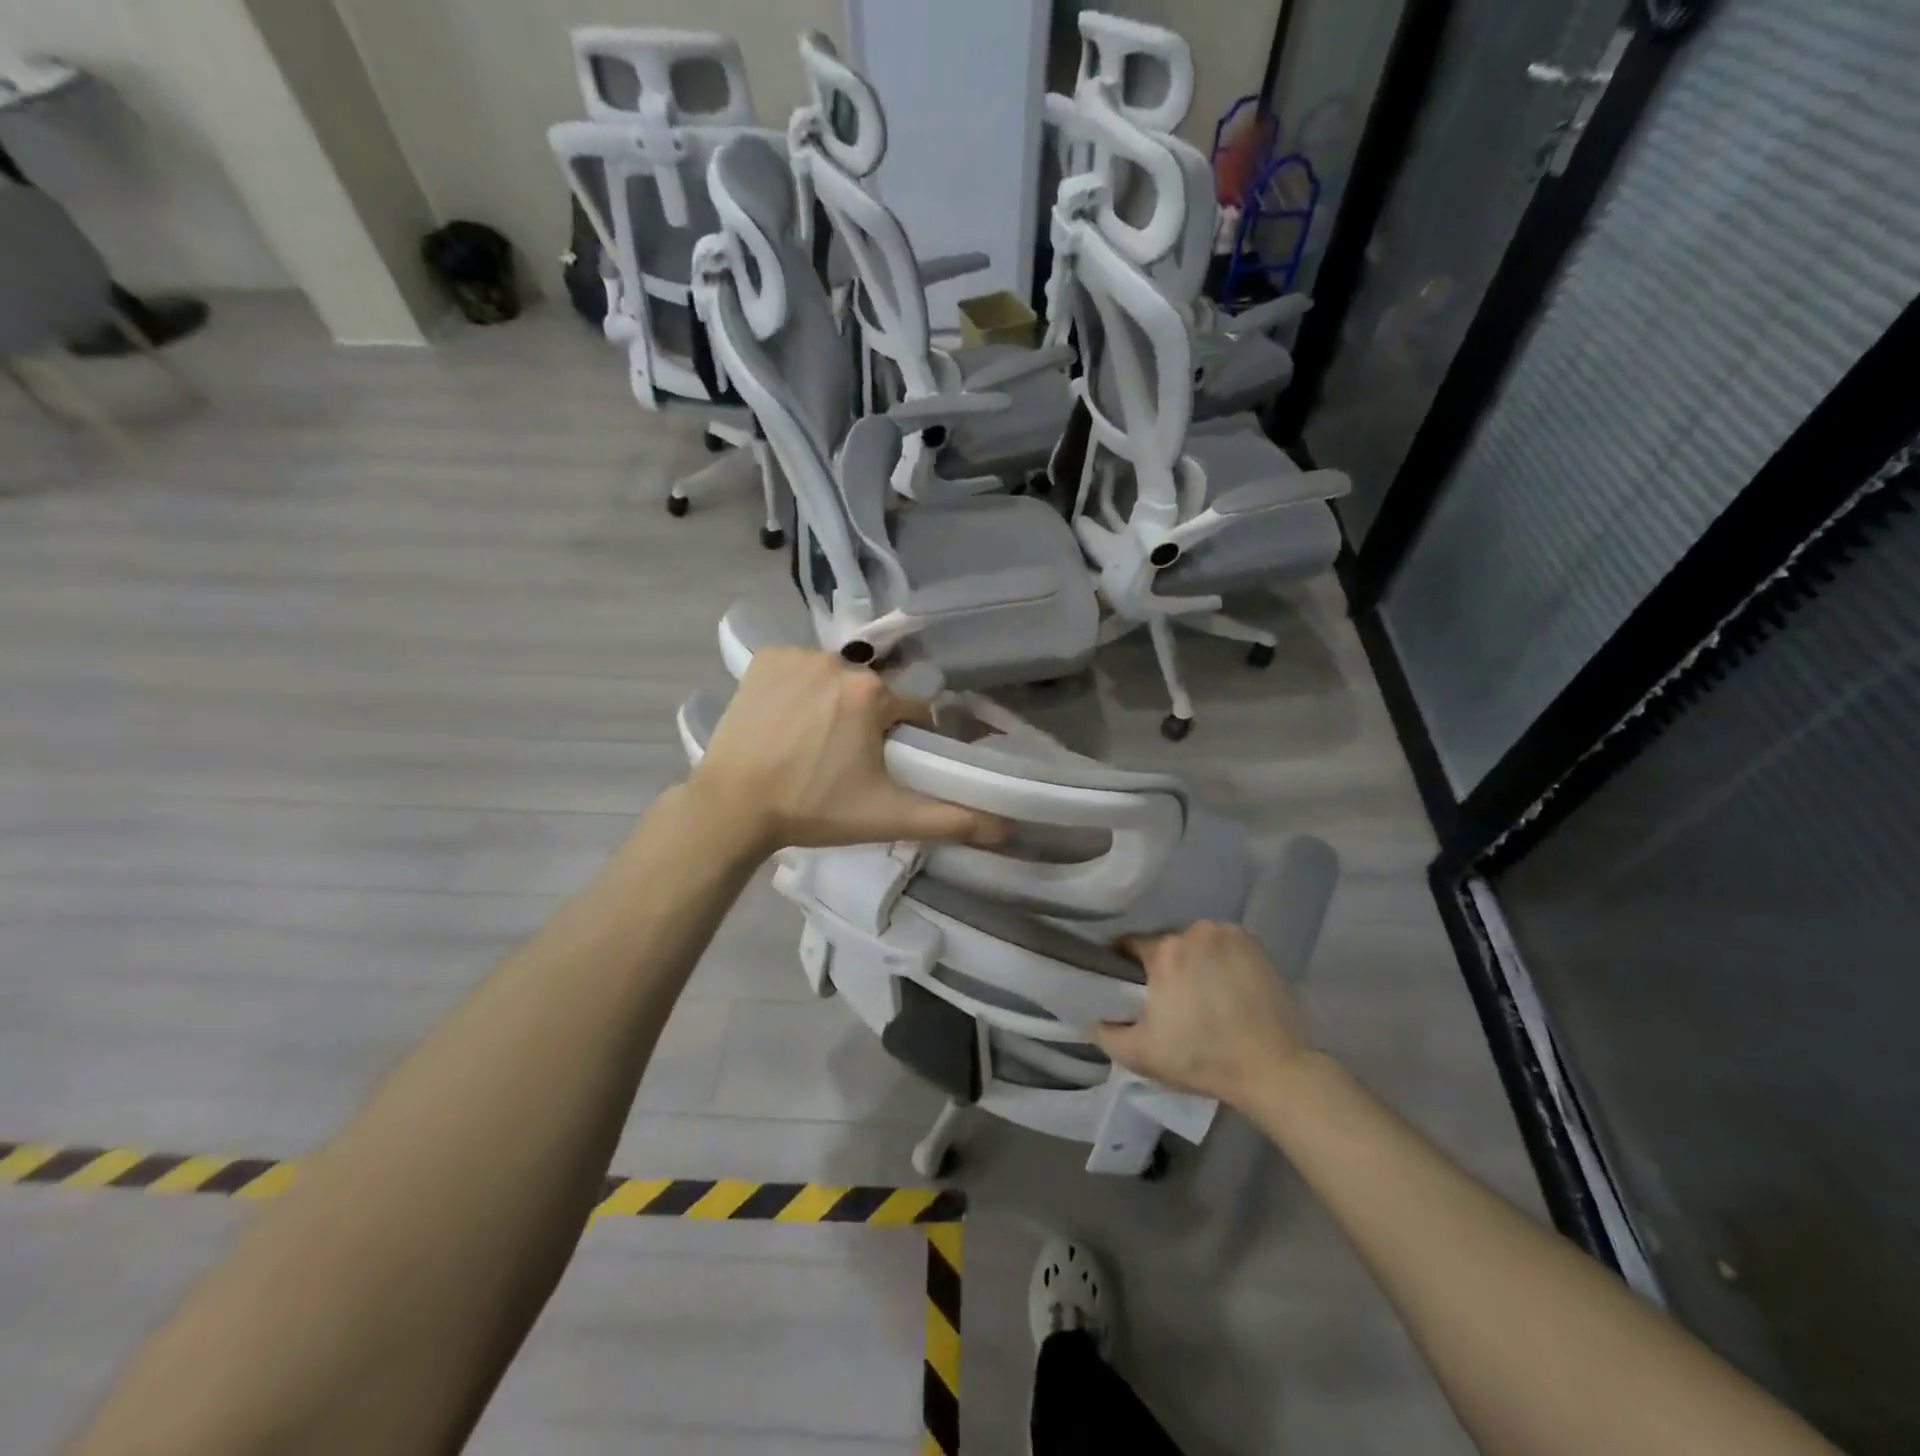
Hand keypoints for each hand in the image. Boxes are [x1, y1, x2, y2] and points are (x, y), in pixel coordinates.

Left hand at [690, 648, 1010, 853]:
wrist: (732, 807)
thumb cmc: (813, 810)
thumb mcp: (888, 817)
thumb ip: (952, 818)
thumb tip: (1008, 827)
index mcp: (872, 694)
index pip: (910, 710)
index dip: (903, 739)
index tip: (882, 765)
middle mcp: (838, 662)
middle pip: (872, 692)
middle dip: (868, 721)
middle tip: (844, 761)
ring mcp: (797, 656)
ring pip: (837, 677)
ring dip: (834, 702)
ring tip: (811, 742)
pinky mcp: (764, 659)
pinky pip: (800, 667)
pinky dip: (800, 686)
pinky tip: (787, 718)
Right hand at [1095, 921, 1312, 1106]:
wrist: (1275, 1071)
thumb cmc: (1202, 1059)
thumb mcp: (1140, 1054)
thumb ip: (1104, 1032)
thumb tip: (1091, 1016)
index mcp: (1165, 950)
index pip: (1130, 945)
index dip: (1125, 967)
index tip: (1130, 990)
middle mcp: (1196, 932)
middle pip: (1166, 944)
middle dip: (1162, 967)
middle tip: (1169, 1000)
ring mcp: (1231, 935)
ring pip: (1196, 944)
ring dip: (1193, 962)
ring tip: (1202, 997)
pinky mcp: (1258, 946)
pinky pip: (1225, 947)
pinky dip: (1221, 962)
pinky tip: (1227, 991)